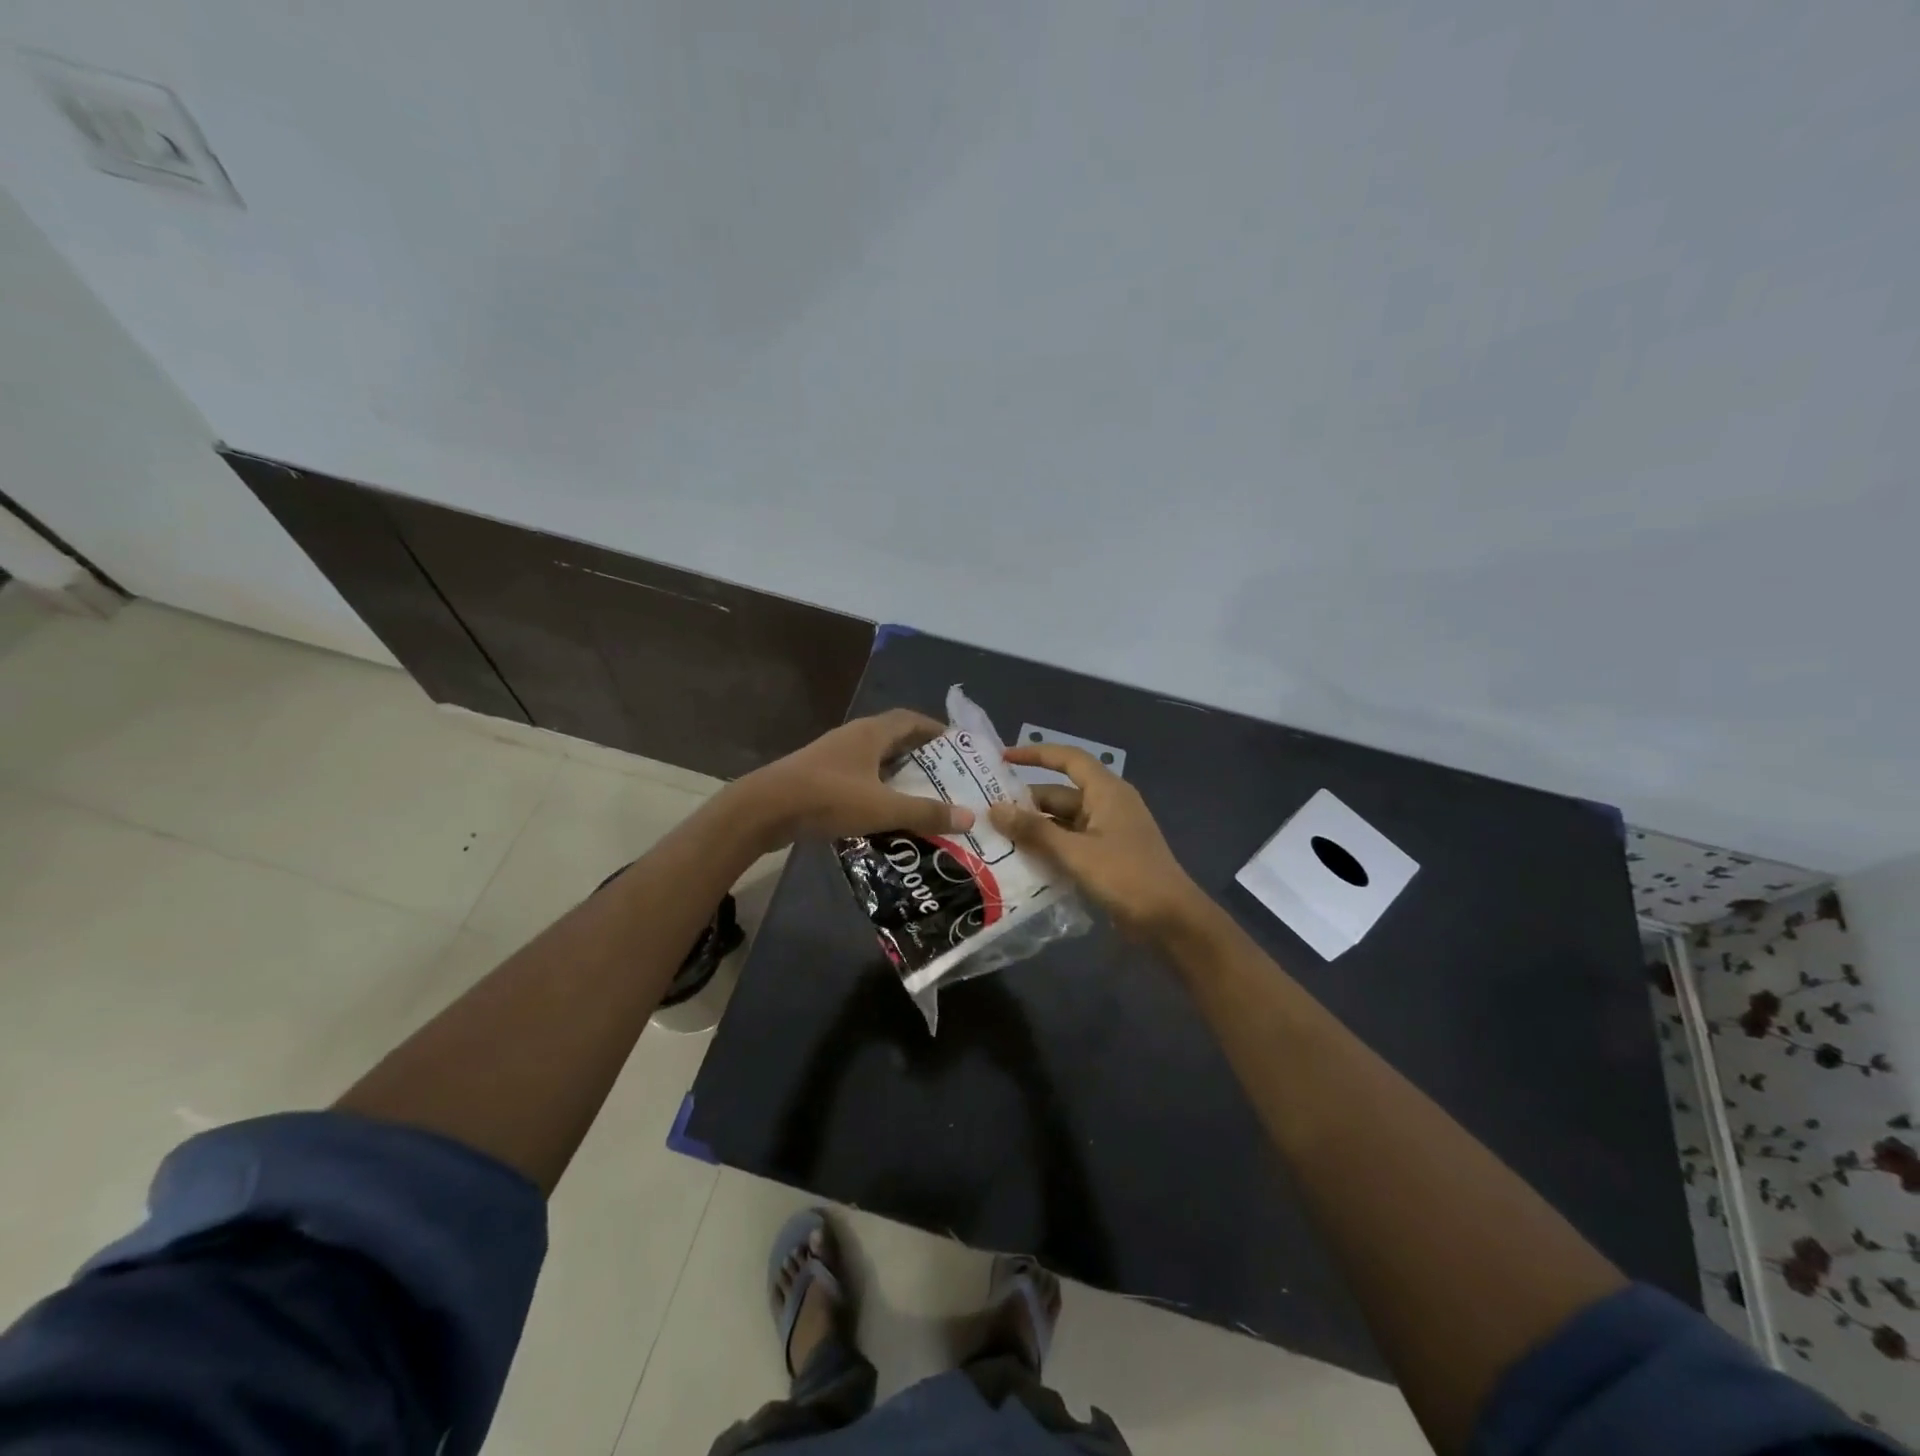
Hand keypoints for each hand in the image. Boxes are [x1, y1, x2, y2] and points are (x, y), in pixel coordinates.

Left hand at [734, 710, 975, 848]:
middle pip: (893, 738)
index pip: (910, 719)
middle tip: (945, 777)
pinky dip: (875, 790)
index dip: (934, 729)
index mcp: (871, 733)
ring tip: (920, 796)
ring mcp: (832, 757)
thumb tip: (970, 816)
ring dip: (896, 774)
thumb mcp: (883, 807)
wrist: (764, 809)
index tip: (956, 747)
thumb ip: (925, 812)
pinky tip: (883, 812)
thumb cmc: (828, 798)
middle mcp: (853, 737)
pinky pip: (857, 778)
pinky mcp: (818, 777)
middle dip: (919, 755)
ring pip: (874, 760)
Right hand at [988, 745, 1205, 938]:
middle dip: (1026, 802)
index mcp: (1106, 792)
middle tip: (986, 812)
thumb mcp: (1075, 853)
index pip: (1067, 759)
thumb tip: (994, 809)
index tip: (1002, 758)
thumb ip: (1034, 830)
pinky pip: (1071, 843)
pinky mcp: (1107, 857)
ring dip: (1035, 828)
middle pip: (1060, 794)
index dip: (1035, 754)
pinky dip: (1049, 847)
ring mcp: (1108, 832)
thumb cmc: (1126, 876)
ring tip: (996, 837)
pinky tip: (1021, 861)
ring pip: (1063, 821)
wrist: (1171, 921)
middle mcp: (1107, 805)